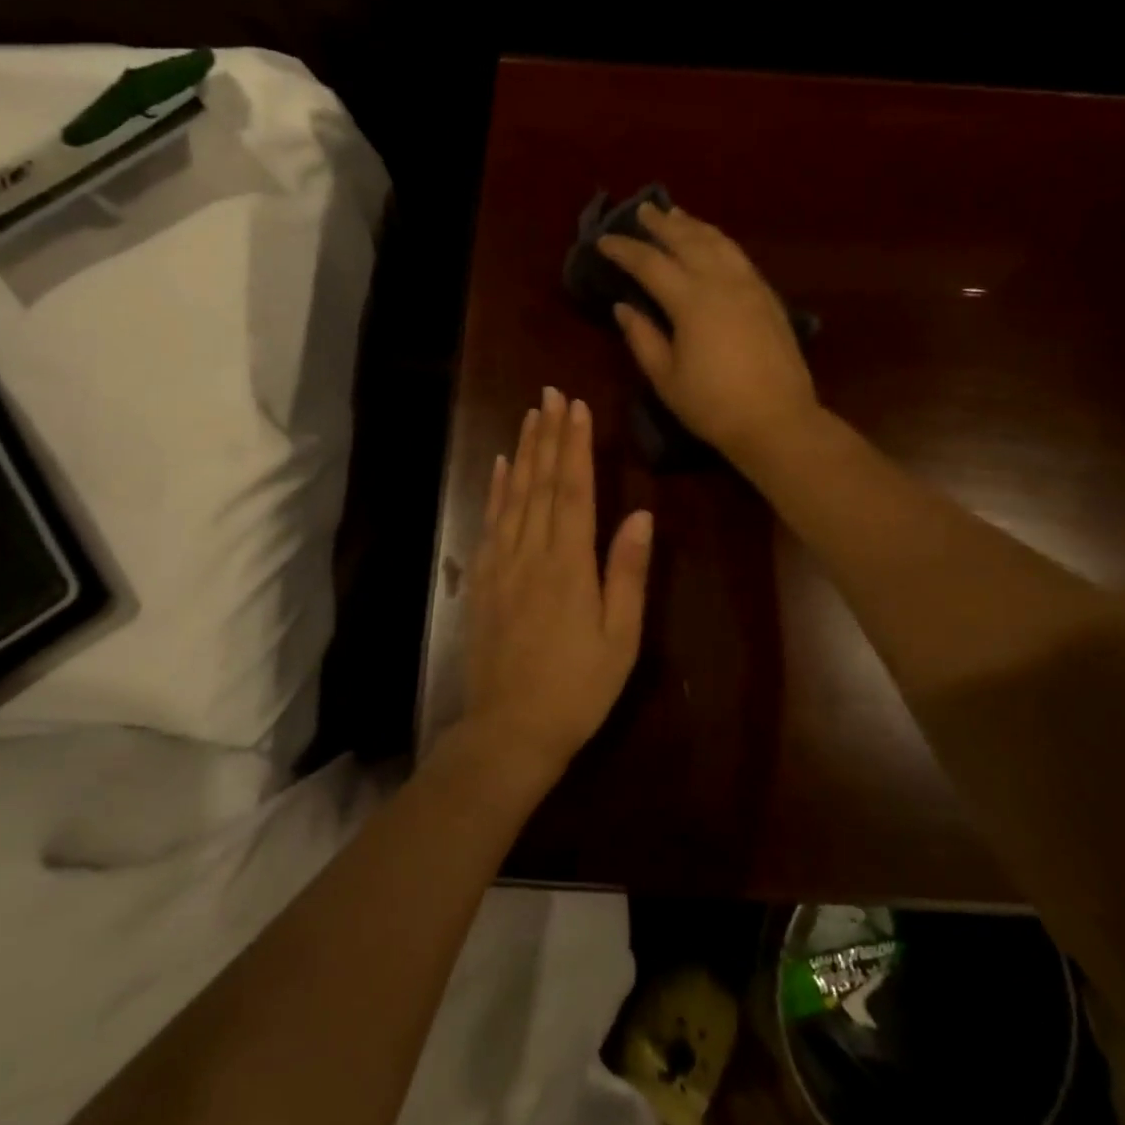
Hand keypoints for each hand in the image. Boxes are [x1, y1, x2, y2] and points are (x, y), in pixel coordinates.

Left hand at [461, 387, 654, 781]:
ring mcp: (501, 564)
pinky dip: (494, 490)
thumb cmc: (577, 688)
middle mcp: (531, 553)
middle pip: (541, 483)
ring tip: (529, 416)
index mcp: (569, 564)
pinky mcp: (483, 580)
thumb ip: (628, 573)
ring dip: (521, 452)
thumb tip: (642, 514)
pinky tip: (498, 467)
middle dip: (548, 435)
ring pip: (512, 496)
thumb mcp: (620, 638)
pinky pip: (489, 522)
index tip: (576, 406)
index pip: (574, 490)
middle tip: (551, 394)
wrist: (509, 730)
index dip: (575, 445)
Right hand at [597, 202, 818, 463]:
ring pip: (719, 242)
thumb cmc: (713, 405)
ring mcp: (750, 286)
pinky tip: (713, 244)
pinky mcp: (768, 297)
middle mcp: (722, 282)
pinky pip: (739, 256)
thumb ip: (642, 338)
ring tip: (677, 215)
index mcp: (691, 301)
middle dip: (662, 224)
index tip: (604, 241)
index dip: (625, 250)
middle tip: (643, 210)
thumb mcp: (666, 378)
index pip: (650, 264)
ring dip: (694, 226)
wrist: (777, 420)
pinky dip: (720, 242)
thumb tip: (623, 306)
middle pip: (688, 241)